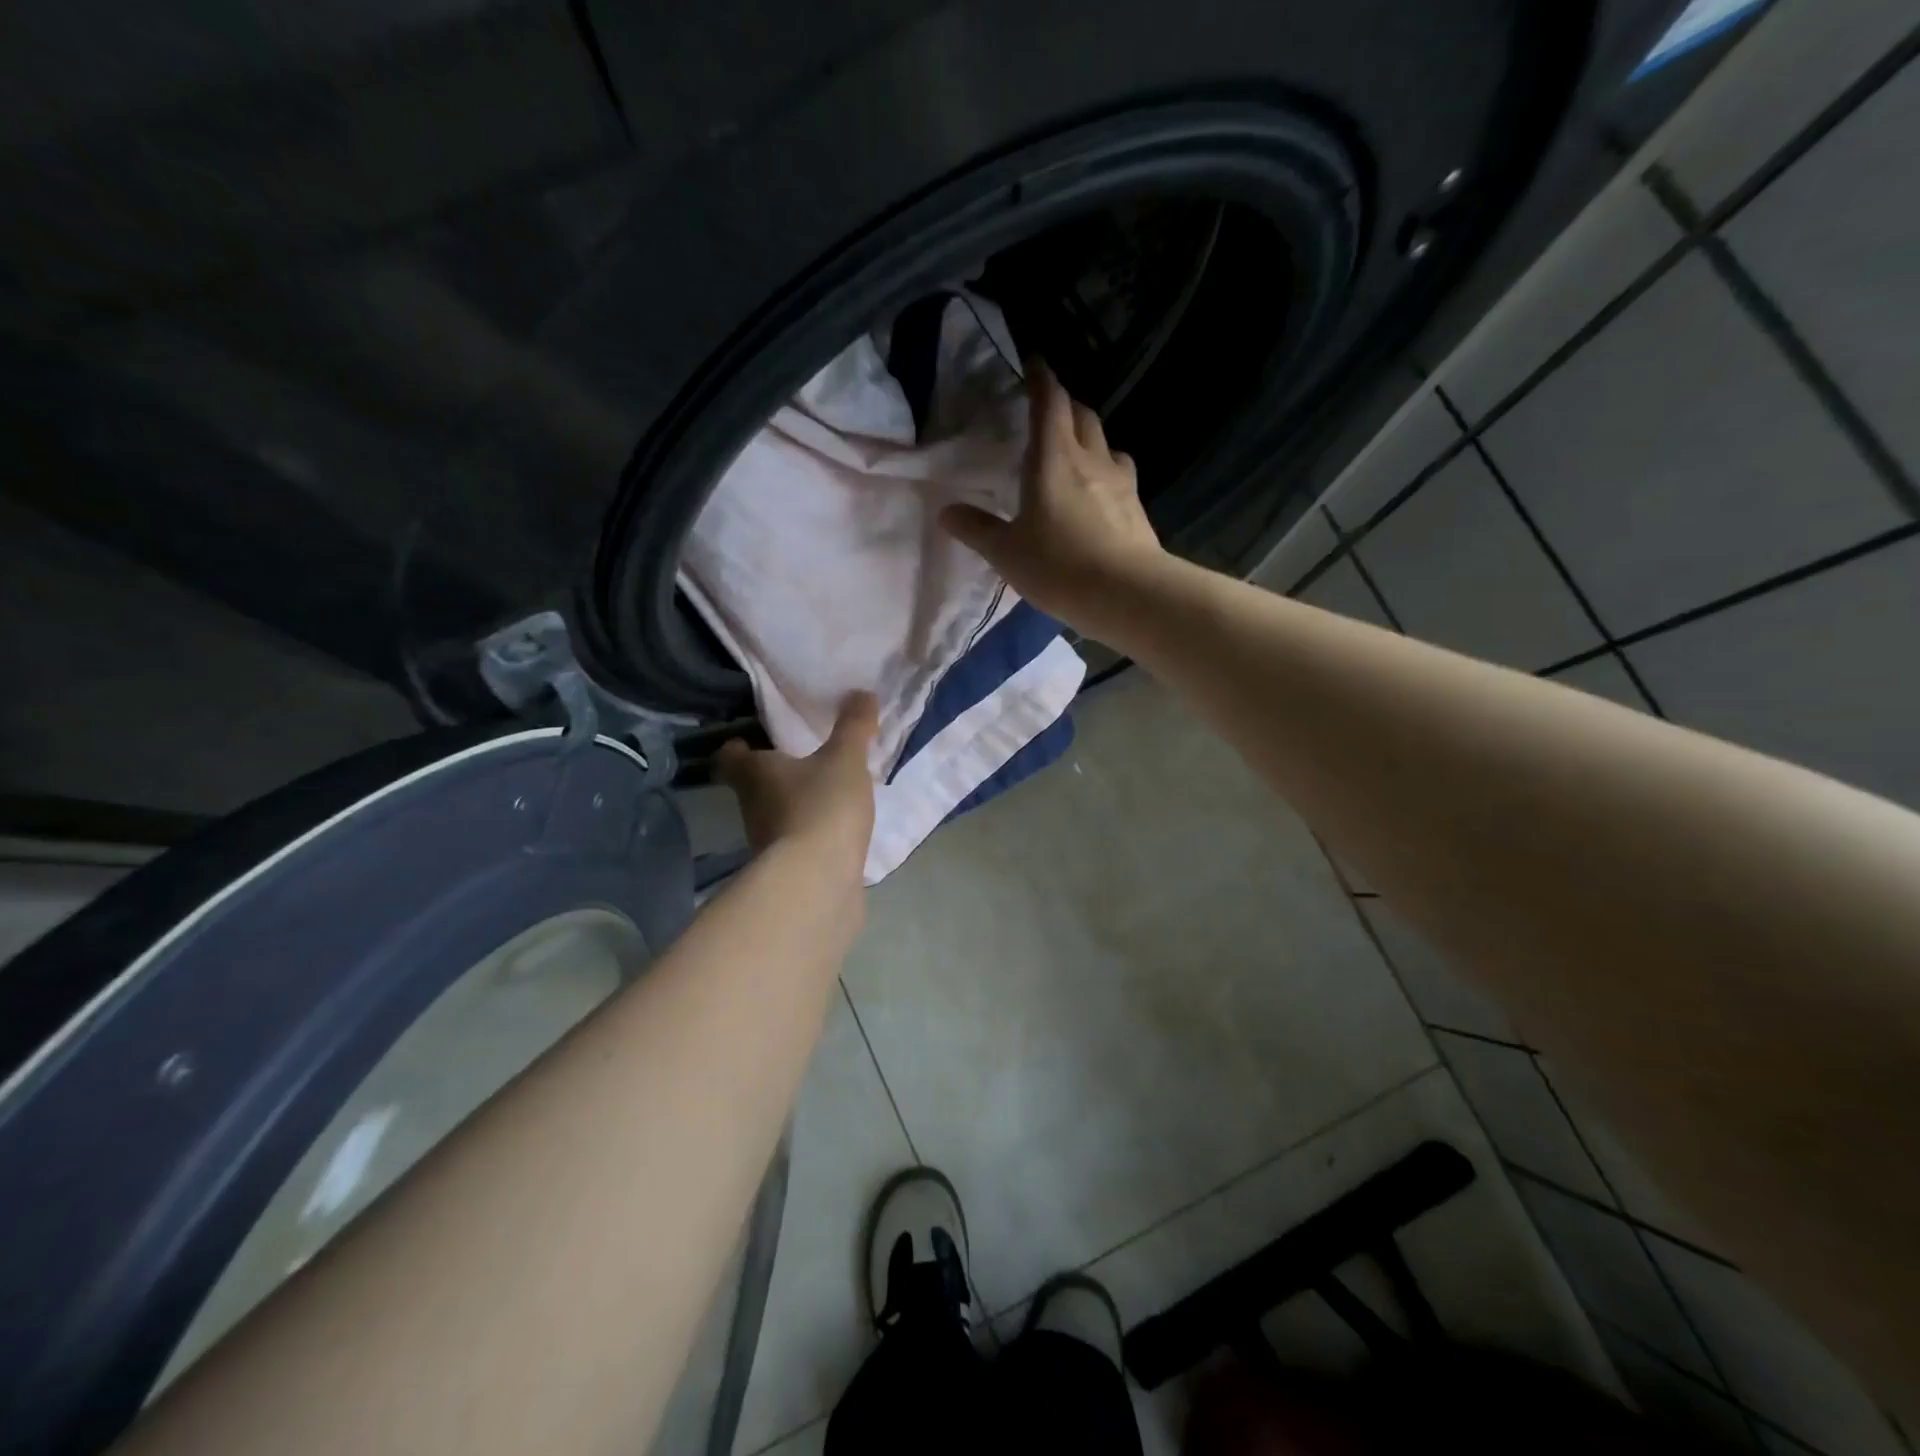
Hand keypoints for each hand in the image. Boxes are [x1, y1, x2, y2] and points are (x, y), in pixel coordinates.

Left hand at [715, 694, 878, 867]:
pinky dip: (813, 836)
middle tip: (803, 761)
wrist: (818, 883)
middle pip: (754, 787)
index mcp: (756, 774)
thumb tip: (861, 692)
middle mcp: (753, 808)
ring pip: (777, 816)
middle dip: (775, 776)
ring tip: (827, 795)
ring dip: (796, 806)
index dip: (737, 747)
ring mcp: (769, 844)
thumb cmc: (822, 807)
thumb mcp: (845, 759)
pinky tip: (838, 832)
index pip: (730, 757)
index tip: (748, 740)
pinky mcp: (790, 872)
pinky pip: (800, 845)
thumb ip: (854, 727)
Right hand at [940, 360, 1167, 634]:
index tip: (1034, 364)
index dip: (1041, 379)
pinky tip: (1099, 490)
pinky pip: (1120, 471)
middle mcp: (1089, 458)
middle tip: (1047, 412)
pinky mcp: (1137, 505)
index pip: (1049, 402)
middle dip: (1064, 405)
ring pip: (1105, 441)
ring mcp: (1120, 480)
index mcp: (1052, 459)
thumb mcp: (1006, 553)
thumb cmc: (1059, 566)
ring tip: (1074, 450)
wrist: (1126, 593)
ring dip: (1088, 435)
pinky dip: (1106, 467)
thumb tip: (946, 512)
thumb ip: (977, 529)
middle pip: (1081, 414)